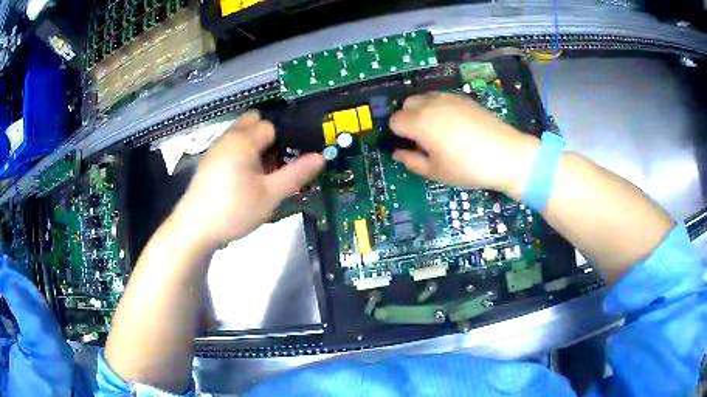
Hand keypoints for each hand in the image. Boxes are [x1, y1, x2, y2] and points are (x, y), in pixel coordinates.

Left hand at [171, 111, 323, 250]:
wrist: (195, 230)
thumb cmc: (234, 210)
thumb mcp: (270, 195)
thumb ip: (296, 174)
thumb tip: (321, 157)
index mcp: (243, 140)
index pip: (270, 126)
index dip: (283, 140)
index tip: (289, 160)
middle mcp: (227, 138)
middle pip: (253, 122)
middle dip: (268, 136)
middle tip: (275, 163)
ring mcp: (214, 150)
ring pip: (240, 135)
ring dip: (254, 146)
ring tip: (261, 175)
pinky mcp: (208, 163)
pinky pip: (229, 147)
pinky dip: (240, 154)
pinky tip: (242, 181)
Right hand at [390, 92, 539, 195]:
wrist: (507, 155)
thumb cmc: (468, 168)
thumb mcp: (436, 172)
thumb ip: (412, 161)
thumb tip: (398, 153)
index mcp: (419, 122)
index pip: (394, 121)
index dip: (398, 135)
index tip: (409, 148)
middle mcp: (430, 103)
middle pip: (406, 105)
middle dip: (407, 120)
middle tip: (422, 140)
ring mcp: (449, 98)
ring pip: (424, 98)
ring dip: (422, 111)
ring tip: (438, 131)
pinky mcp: (464, 98)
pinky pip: (442, 98)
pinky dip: (439, 107)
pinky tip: (454, 125)